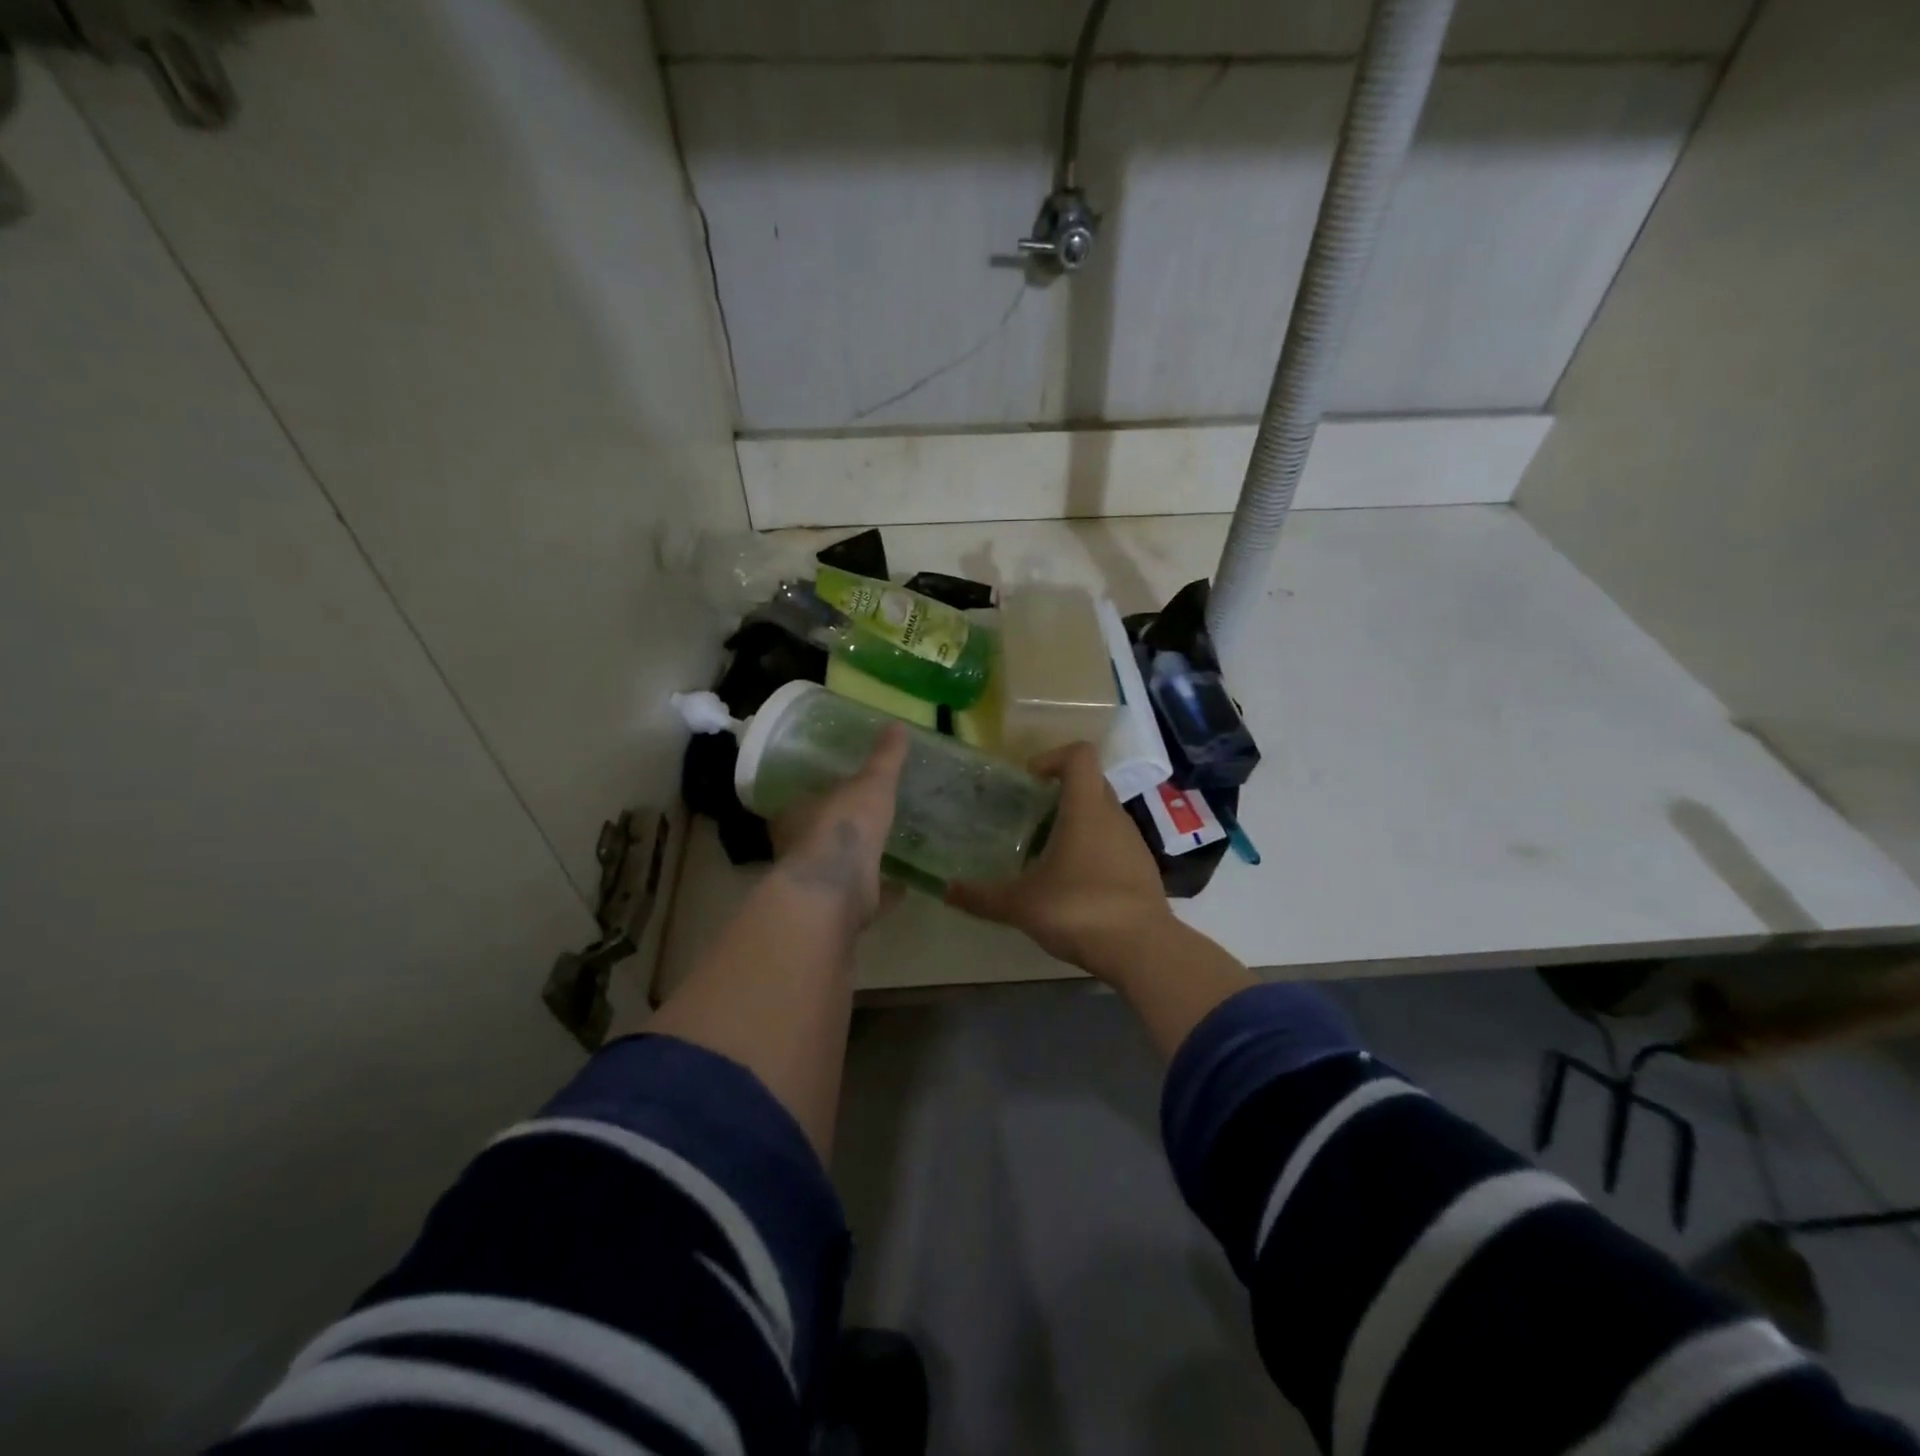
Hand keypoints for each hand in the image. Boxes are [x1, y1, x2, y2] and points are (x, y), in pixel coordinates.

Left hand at [771, 724, 907, 930]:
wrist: (835, 891)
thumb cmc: (843, 827)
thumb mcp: (871, 783)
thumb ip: (885, 758)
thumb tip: (898, 724)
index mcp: (796, 816)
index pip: (804, 802)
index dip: (822, 797)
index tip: (843, 792)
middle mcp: (800, 851)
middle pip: (820, 836)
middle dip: (841, 830)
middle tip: (870, 820)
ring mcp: (819, 884)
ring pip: (841, 869)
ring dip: (861, 862)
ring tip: (889, 850)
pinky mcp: (840, 910)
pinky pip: (865, 896)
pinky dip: (883, 891)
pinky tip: (904, 885)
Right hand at [946, 741, 1175, 978]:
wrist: (1143, 950)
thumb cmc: (1079, 910)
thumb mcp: (1021, 905)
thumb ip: (981, 896)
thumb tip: (946, 890)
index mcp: (1086, 809)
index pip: (1080, 755)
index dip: (1053, 758)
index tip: (1030, 780)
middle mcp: (1114, 816)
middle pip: (1091, 783)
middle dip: (1061, 792)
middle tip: (1031, 816)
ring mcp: (1133, 842)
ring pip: (1104, 815)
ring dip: (1077, 823)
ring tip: (1047, 852)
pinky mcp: (1143, 869)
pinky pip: (1115, 843)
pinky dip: (1093, 849)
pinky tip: (1073, 882)